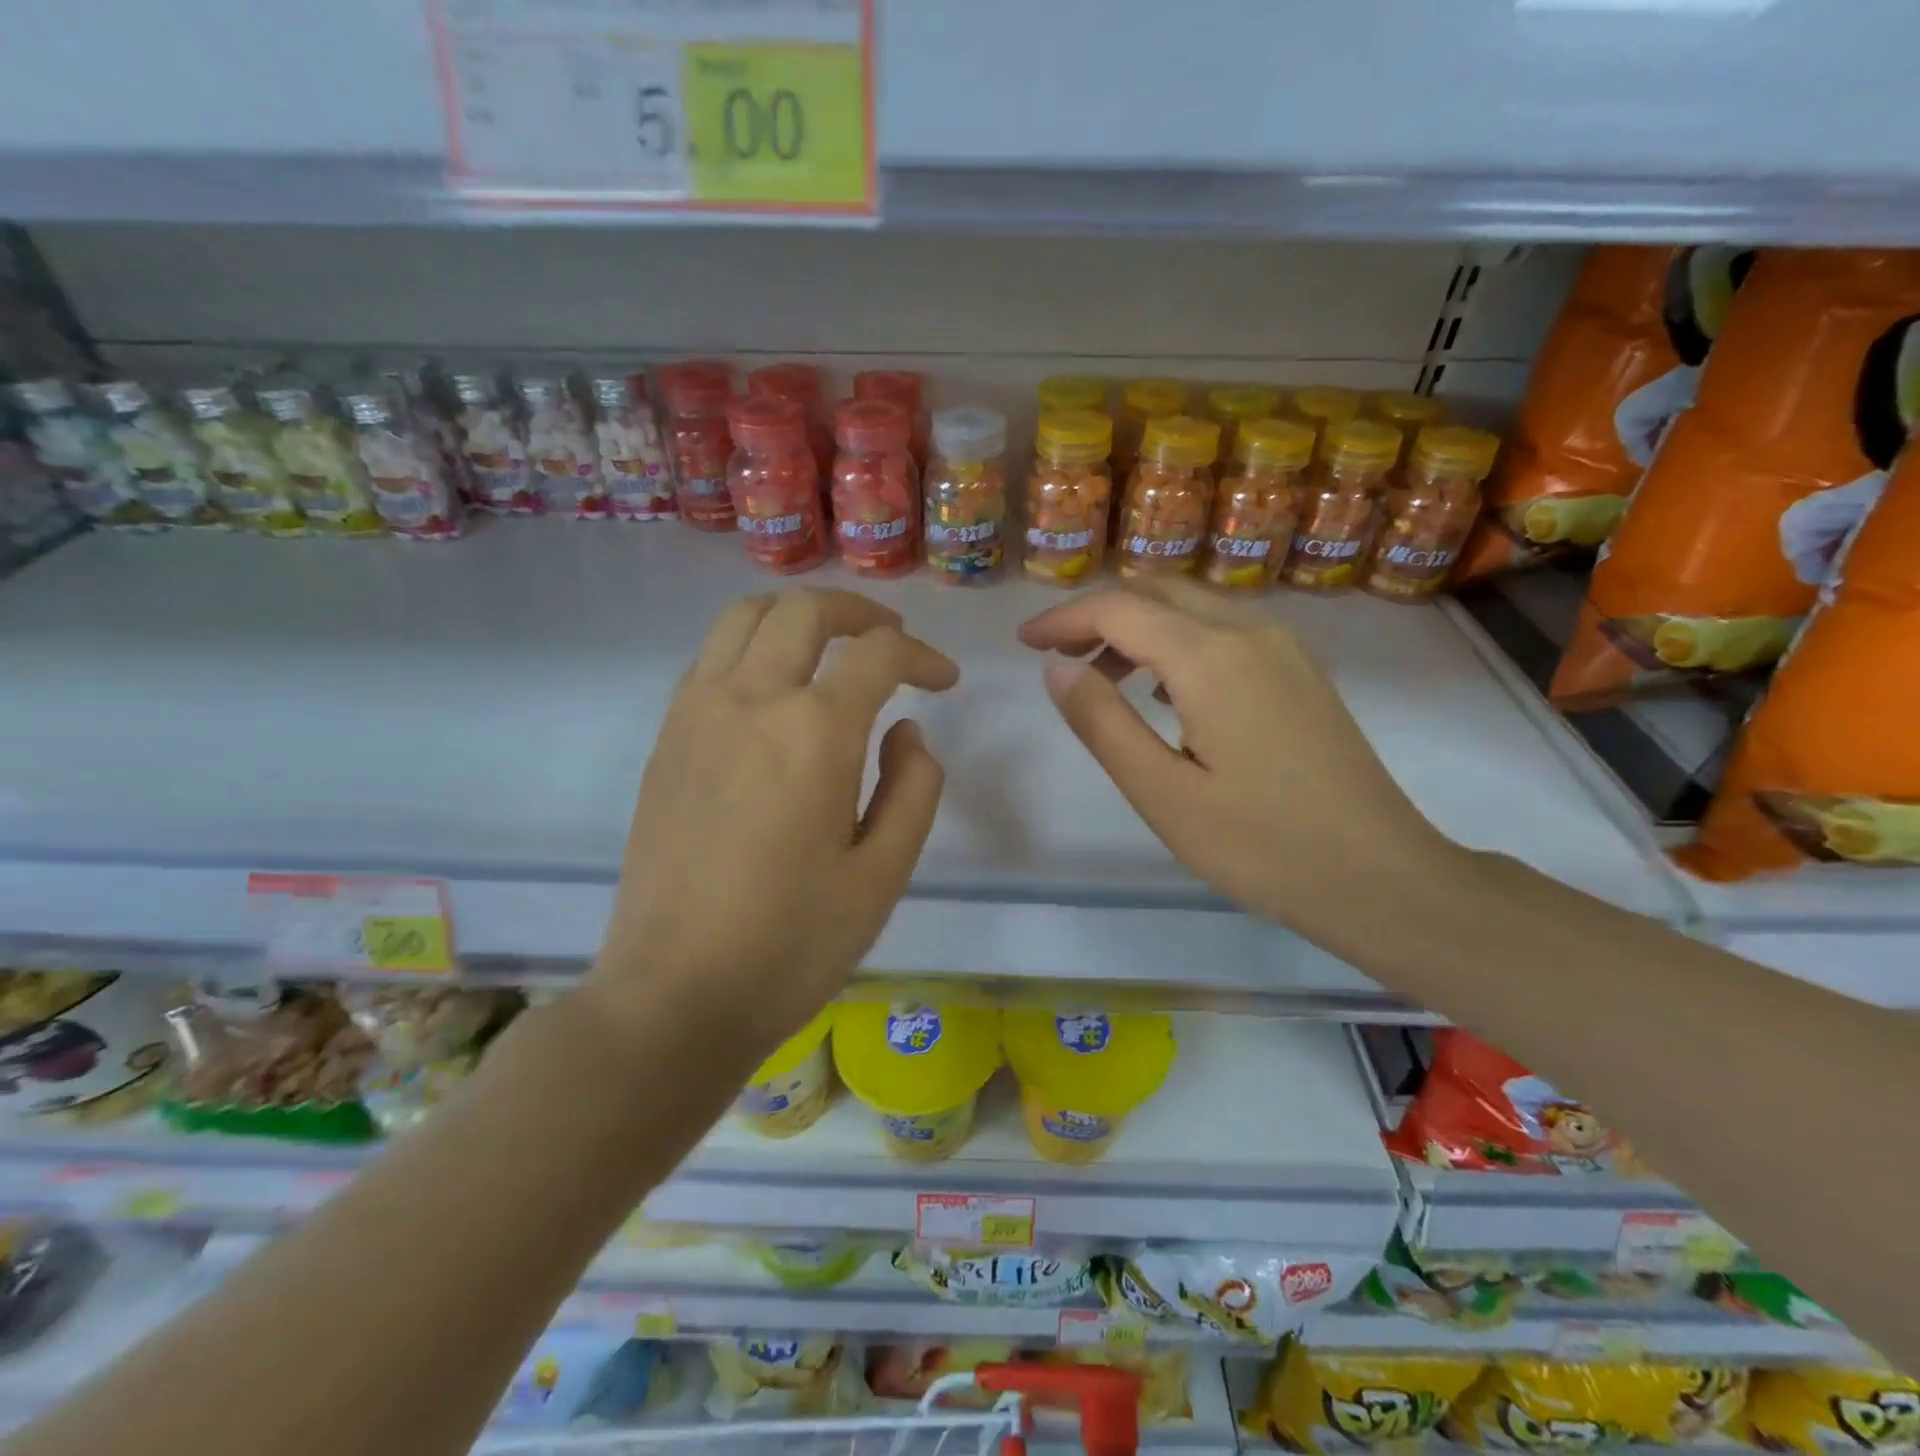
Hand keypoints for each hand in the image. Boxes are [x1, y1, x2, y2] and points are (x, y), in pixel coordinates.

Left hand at [591, 588, 958, 1047]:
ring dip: (799, 616)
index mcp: (813, 733)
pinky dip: (754, 645)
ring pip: (745, 616)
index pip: (879, 654)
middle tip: (892, 641)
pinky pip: (712, 656)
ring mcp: (696, 713)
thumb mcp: (882, 876)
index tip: (945, 681)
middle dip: (861, 612)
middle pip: (806, 610)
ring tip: (833, 645)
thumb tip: (906, 732)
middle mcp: (750, 700)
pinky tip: (776, 688)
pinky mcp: (666, 737)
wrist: (674, 994)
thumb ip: (913, 789)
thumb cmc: (791, 945)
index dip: (923, 656)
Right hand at [1018, 579, 1464, 956]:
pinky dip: (1176, 641)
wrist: (1380, 876)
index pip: (1118, 608)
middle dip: (1098, 612)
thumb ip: (1102, 723)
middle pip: (1157, 590)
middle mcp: (1249, 632)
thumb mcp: (1162, 793)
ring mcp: (1283, 648)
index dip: (1063, 619)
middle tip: (1055, 653)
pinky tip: (1162, 690)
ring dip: (1138, 626)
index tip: (1023, 643)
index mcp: (1210, 657)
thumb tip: (1056, 668)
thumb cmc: (1261, 845)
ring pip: (1192, 606)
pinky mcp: (1300, 671)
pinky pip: (1223, 631)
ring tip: (1099, 676)